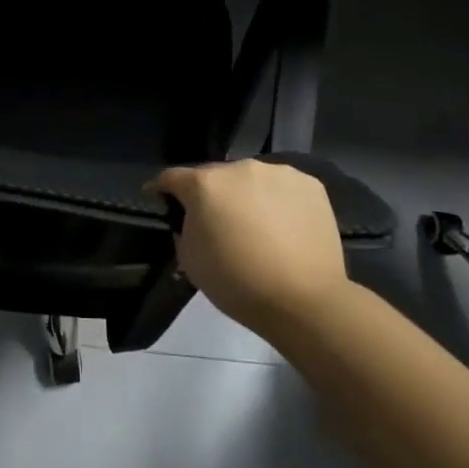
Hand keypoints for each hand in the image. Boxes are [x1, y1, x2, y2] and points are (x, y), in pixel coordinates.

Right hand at [147, 159, 347, 336]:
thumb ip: (184, 228)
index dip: (161, 188)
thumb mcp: (190, 259)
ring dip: (246, 195)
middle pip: (216, 176)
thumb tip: (193, 218)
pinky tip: (284, 225)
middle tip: (217, 220)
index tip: (158, 197)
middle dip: (211, 194)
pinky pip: (283, 187)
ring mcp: (279, 172)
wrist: (304, 300)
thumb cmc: (237, 283)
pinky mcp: (310, 184)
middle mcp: (240, 167)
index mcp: (205, 184)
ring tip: (256, 224)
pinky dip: (278, 201)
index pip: (172, 177)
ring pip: (252, 179)